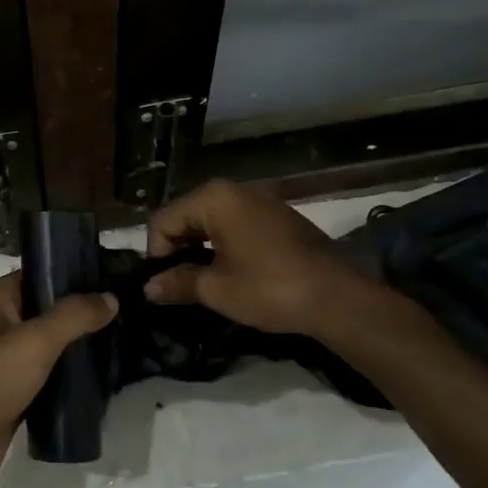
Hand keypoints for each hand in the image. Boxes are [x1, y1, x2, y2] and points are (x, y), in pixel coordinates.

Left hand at [0, 273, 116, 487]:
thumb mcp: (34, 340)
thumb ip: (74, 316)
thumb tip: (111, 297)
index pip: (41, 274)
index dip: (74, 273)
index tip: (115, 276)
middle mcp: (1, 327)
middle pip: (49, 312)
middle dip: (84, 313)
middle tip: (129, 312)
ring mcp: (7, 365)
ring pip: (51, 349)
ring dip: (80, 349)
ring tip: (124, 343)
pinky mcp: (15, 399)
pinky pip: (50, 382)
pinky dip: (71, 381)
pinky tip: (103, 380)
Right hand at [144, 179, 353, 336]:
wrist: (339, 297)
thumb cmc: (270, 288)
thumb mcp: (217, 289)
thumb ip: (178, 282)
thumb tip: (148, 287)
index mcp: (214, 198)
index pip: (163, 220)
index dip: (156, 254)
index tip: (163, 285)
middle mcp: (234, 190)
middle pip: (186, 215)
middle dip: (177, 249)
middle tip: (179, 285)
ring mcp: (259, 200)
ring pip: (211, 220)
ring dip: (200, 248)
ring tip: (203, 281)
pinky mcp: (277, 216)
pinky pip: (235, 224)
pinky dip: (223, 244)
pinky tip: (231, 272)